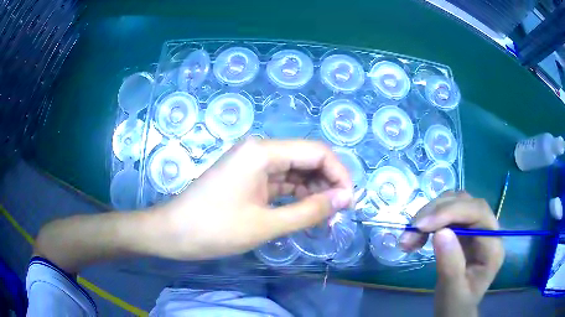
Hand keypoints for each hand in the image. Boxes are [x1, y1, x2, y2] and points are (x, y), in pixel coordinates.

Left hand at [154, 138, 353, 260]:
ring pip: (295, 172)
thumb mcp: (266, 224)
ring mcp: (253, 164)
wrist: (172, 233)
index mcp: (263, 151)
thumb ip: (310, 211)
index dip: (339, 174)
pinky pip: (280, 183)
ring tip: (326, 217)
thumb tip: (345, 199)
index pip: (317, 152)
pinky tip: (307, 213)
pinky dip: (296, 197)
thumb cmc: (214, 228)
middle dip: (328, 184)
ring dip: (313, 192)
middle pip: (307, 160)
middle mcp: (260, 150)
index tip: (349, 202)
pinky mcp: (248, 178)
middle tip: (339, 214)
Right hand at [399, 191, 503, 316]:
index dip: (451, 212)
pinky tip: (416, 237)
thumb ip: (450, 265)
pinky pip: (446, 214)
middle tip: (412, 230)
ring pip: (455, 203)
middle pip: (466, 202)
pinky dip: (429, 221)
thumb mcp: (452, 292)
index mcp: (493, 246)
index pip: (478, 213)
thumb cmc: (456, 304)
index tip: (422, 226)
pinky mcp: (464, 229)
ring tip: (410, 236)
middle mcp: (488, 230)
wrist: (455, 309)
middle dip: (437, 212)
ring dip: (430, 214)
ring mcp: (476, 228)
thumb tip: (440, 233)